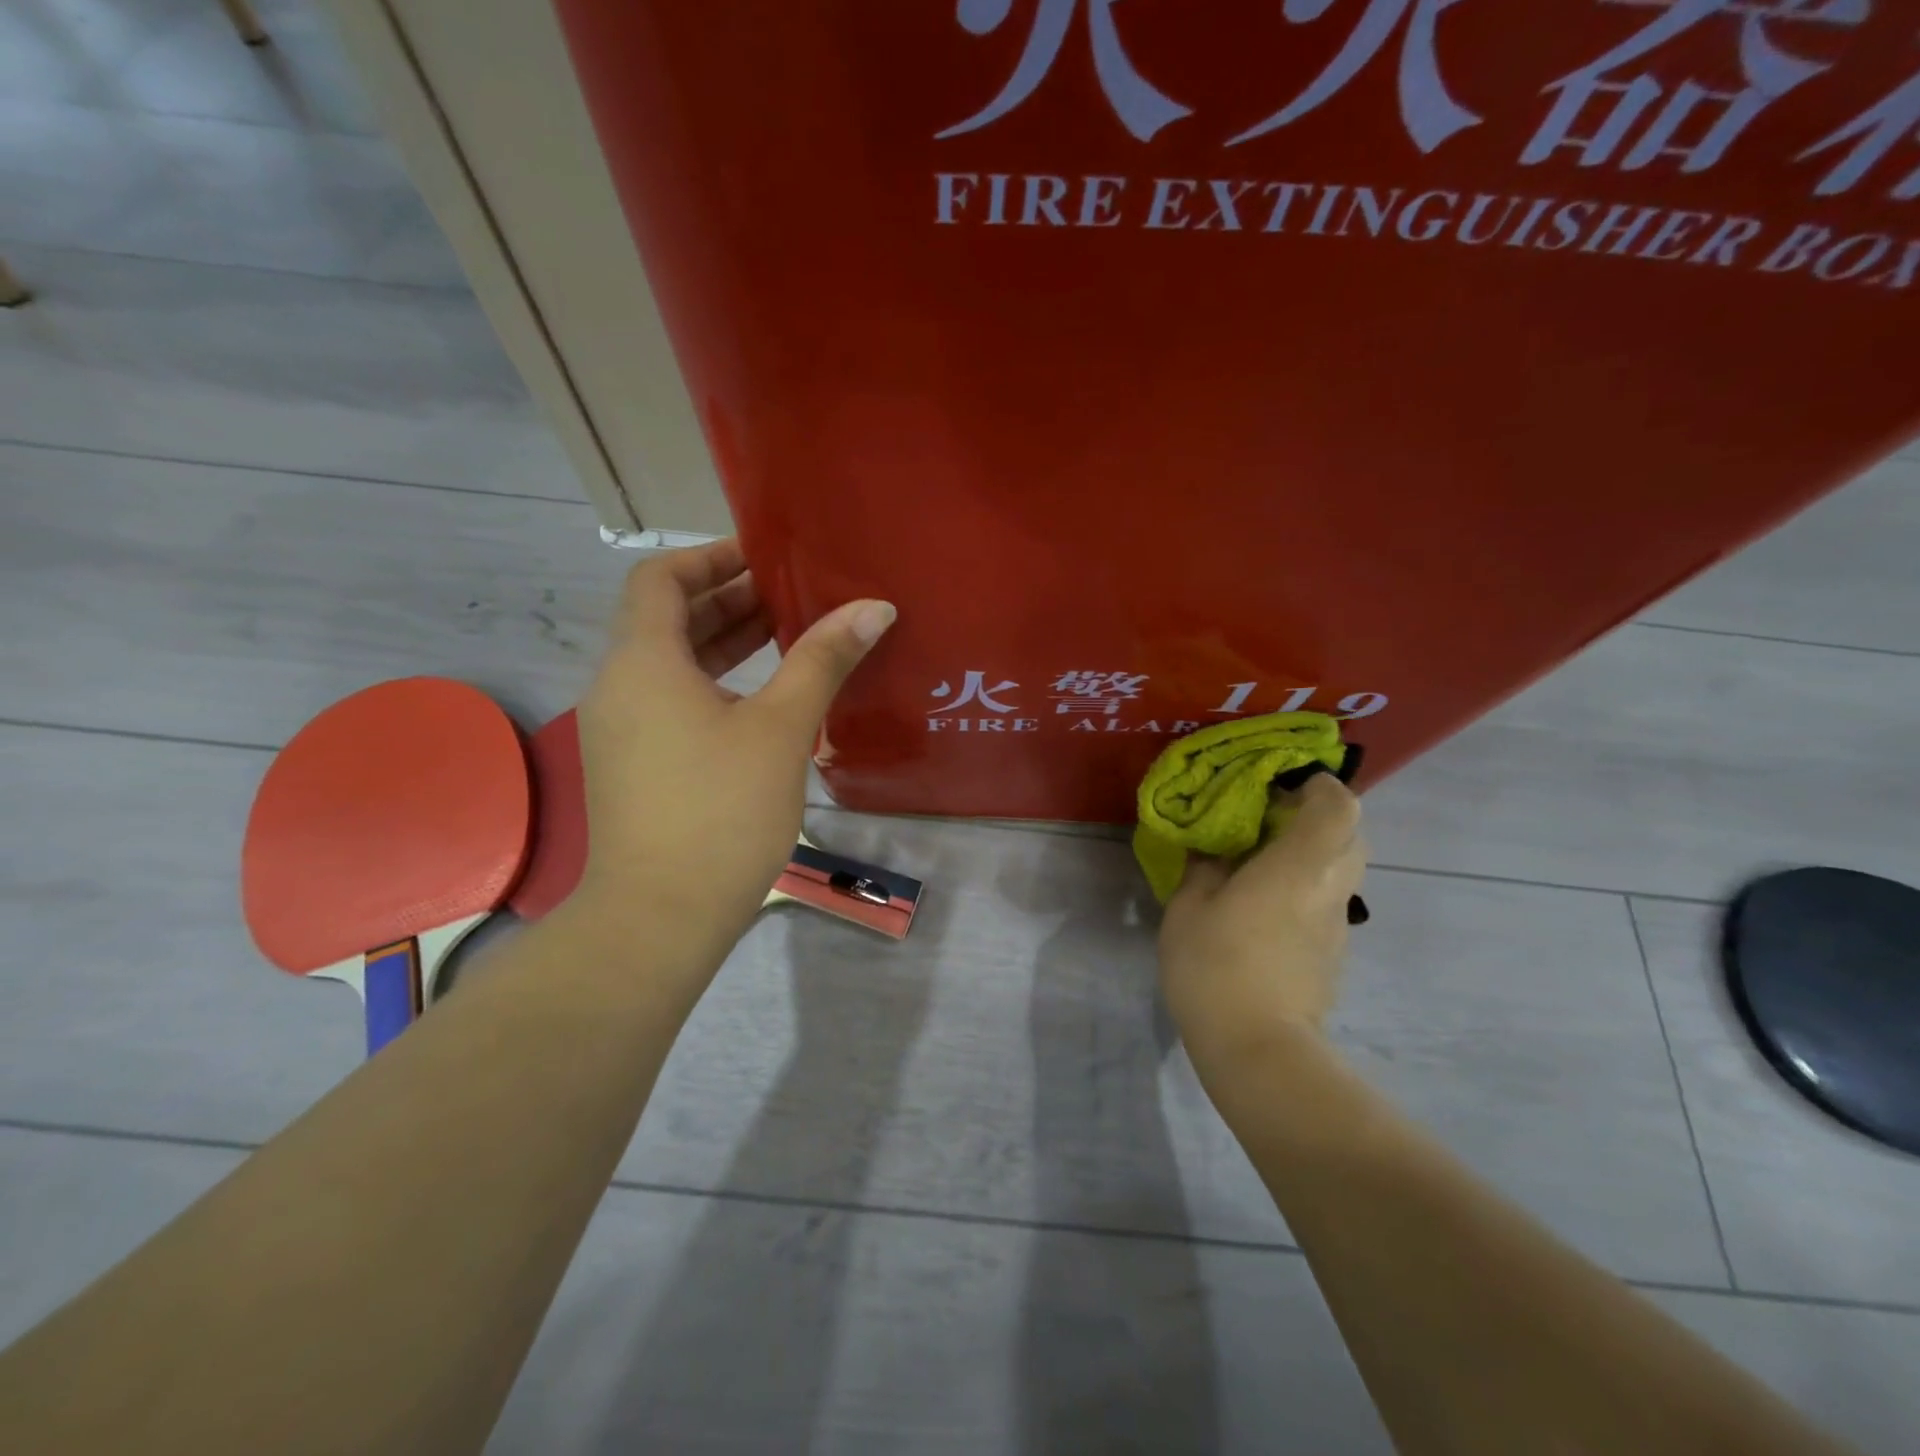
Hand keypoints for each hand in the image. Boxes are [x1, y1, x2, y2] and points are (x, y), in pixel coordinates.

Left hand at [570, 540, 893, 983]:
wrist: (661, 916)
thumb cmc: (722, 810)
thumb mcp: (781, 727)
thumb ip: (823, 659)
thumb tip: (873, 607)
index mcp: (643, 661)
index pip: (660, 577)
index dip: (711, 557)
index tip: (767, 558)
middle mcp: (620, 685)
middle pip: (666, 617)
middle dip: (728, 599)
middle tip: (793, 596)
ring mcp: (622, 729)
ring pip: (670, 663)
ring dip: (723, 642)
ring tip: (787, 635)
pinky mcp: (634, 765)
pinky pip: (671, 700)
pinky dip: (713, 683)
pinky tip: (763, 700)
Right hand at [1157, 774, 1366, 1072]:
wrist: (1258, 1050)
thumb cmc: (1216, 966)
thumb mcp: (1190, 907)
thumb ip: (1205, 868)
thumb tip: (1214, 850)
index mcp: (1299, 865)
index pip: (1338, 805)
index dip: (1319, 784)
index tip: (1281, 784)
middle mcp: (1330, 888)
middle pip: (1349, 835)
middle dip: (1316, 818)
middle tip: (1267, 820)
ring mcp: (1337, 925)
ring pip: (1340, 871)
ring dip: (1310, 855)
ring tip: (1261, 862)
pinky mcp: (1332, 955)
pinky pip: (1326, 903)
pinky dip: (1305, 889)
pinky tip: (1264, 907)